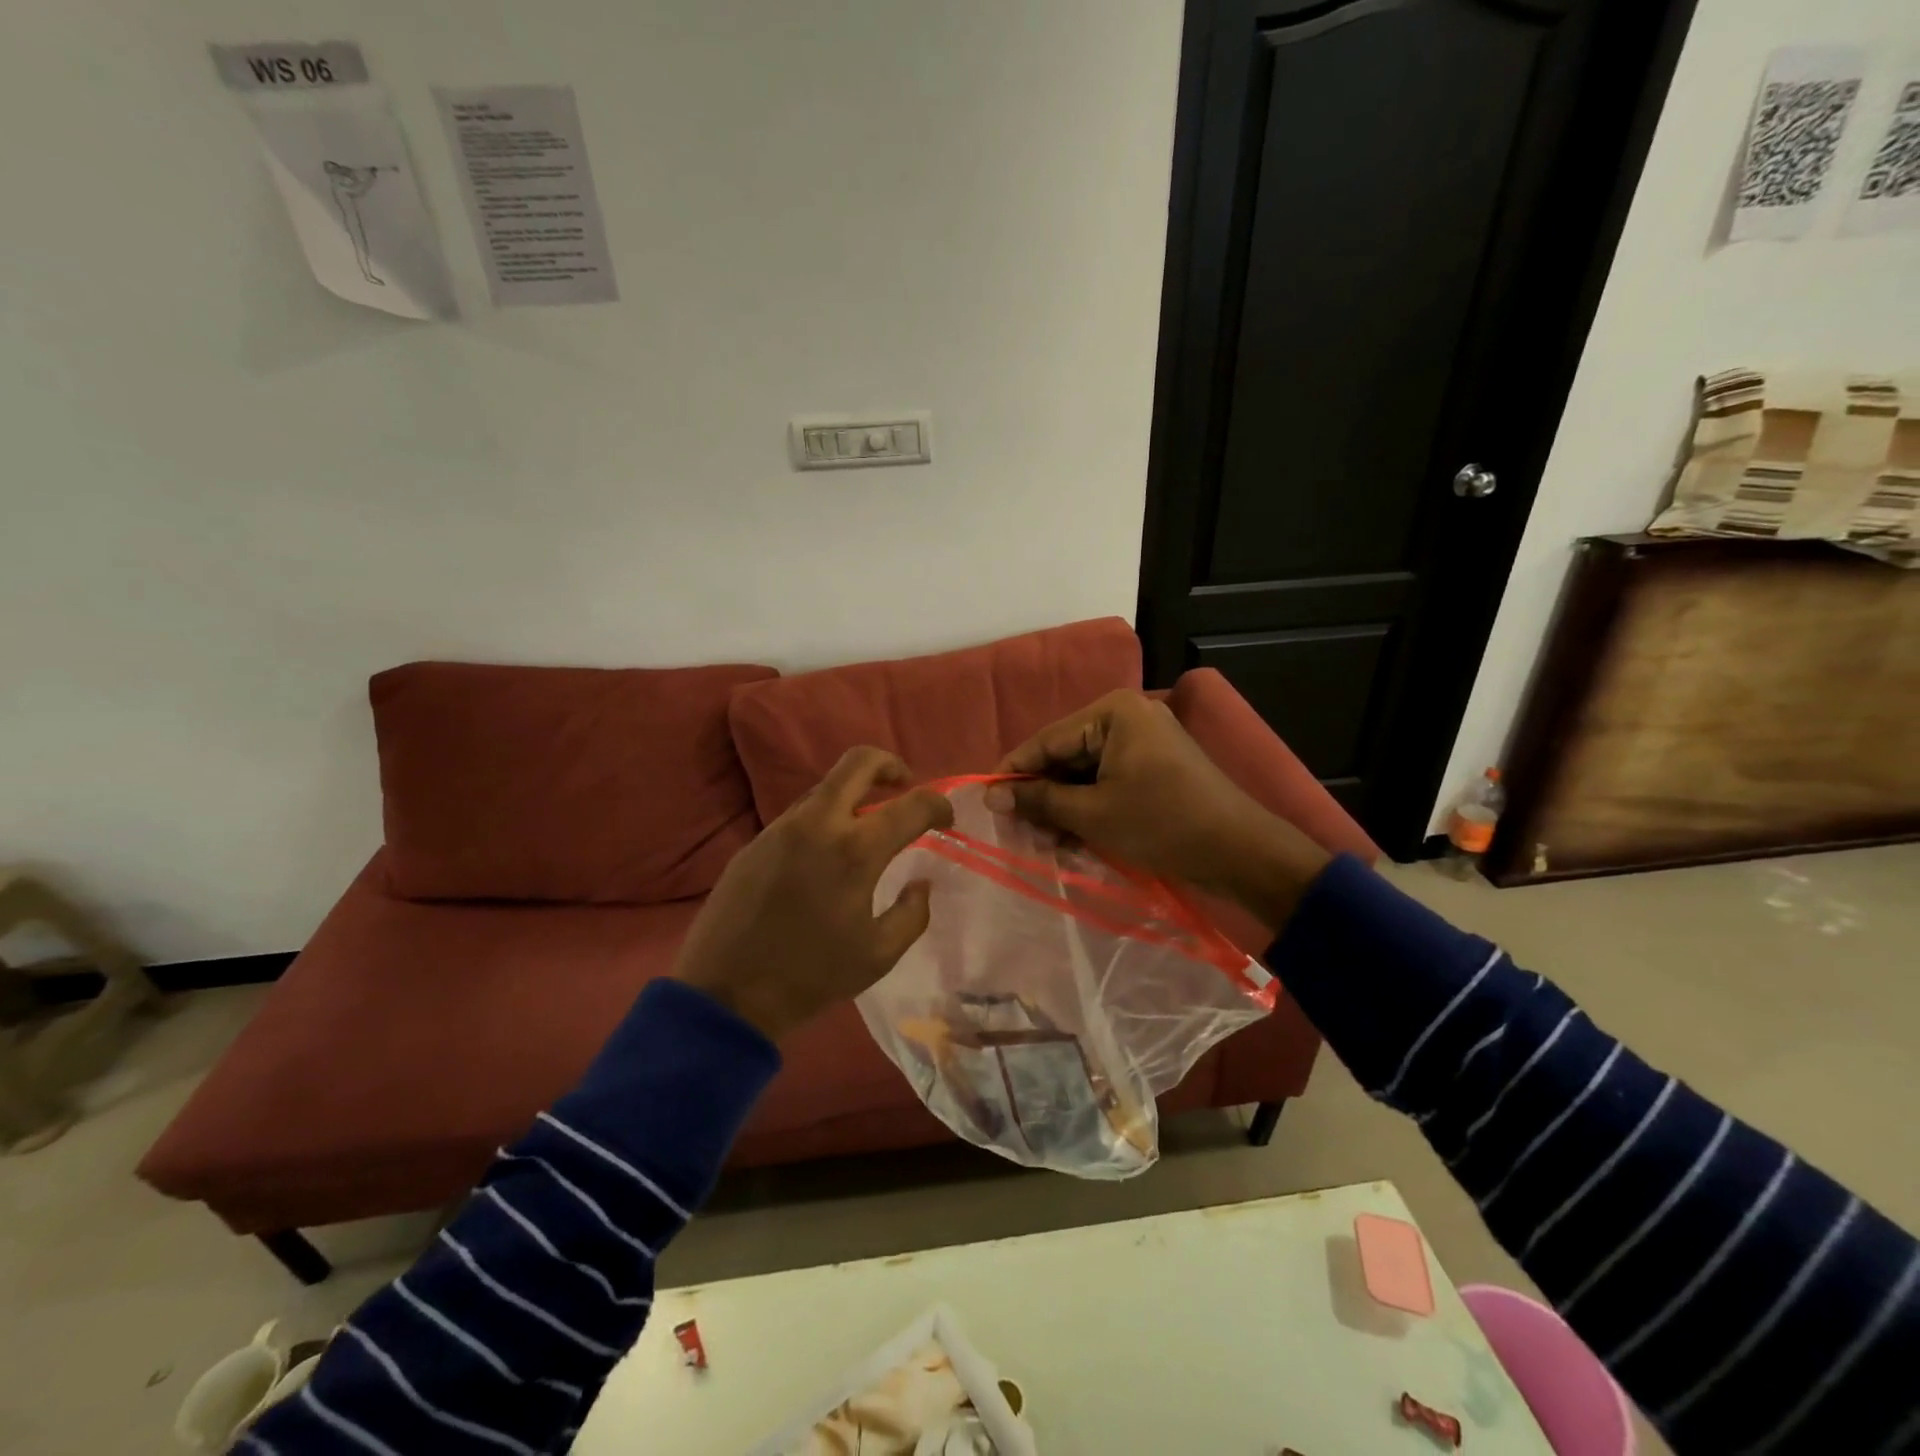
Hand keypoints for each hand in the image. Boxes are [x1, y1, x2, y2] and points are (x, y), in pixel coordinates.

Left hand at [672, 747, 954, 1040]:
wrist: (725, 994)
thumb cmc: (810, 976)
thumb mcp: (878, 955)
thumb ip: (912, 913)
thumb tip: (920, 884)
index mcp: (855, 850)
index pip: (912, 805)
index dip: (938, 805)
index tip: (946, 819)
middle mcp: (818, 824)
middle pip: (858, 762)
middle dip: (890, 765)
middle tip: (904, 787)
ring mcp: (781, 828)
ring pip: (825, 787)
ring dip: (854, 795)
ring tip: (866, 829)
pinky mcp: (755, 842)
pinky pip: (800, 815)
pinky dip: (824, 820)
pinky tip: (825, 856)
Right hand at [991, 690, 1329, 928]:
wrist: (1240, 851)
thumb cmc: (1161, 823)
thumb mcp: (1092, 813)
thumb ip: (1039, 800)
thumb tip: (991, 797)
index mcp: (1113, 713)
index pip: (1047, 740)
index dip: (1014, 773)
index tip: (986, 802)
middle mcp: (1126, 716)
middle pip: (1065, 755)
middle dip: (1041, 795)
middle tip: (1017, 831)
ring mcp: (1143, 741)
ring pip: (1084, 772)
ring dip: (1063, 806)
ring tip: (1043, 842)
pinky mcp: (1153, 765)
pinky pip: (1107, 780)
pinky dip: (1088, 806)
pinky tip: (1071, 837)